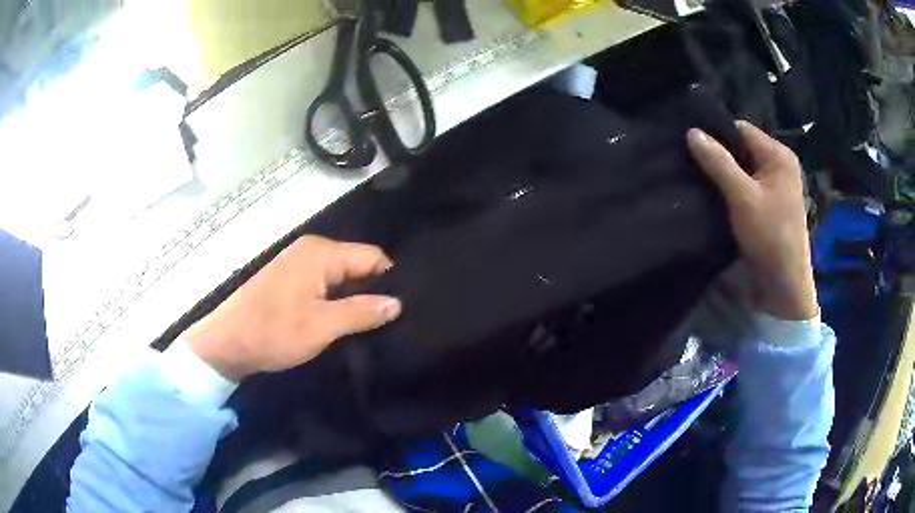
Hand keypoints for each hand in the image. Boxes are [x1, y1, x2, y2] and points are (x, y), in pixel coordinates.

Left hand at [182, 236, 401, 381]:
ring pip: (342, 277)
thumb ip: (361, 312)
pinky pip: (325, 284)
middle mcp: (311, 250)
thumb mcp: (321, 326)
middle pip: (357, 265)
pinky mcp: (291, 279)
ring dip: (354, 299)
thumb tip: (397, 303)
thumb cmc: (273, 332)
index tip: (400, 311)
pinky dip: (336, 301)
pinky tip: (343, 321)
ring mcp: (299, 264)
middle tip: (388, 323)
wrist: (227, 343)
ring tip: (369, 325)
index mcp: (320, 252)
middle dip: (372, 291)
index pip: (373, 257)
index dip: (389, 282)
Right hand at [687, 121, 817, 320]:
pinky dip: (730, 189)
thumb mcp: (742, 196)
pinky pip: (745, 186)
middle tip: (691, 163)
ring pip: (742, 169)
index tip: (692, 145)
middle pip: (742, 149)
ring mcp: (774, 186)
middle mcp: (778, 165)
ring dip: (723, 174)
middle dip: (719, 156)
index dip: (717, 135)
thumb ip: (718, 162)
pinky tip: (713, 194)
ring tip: (698, 178)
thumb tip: (692, 132)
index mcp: (779, 155)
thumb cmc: (769, 236)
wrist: (783, 285)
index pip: (741, 130)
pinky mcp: (768, 204)